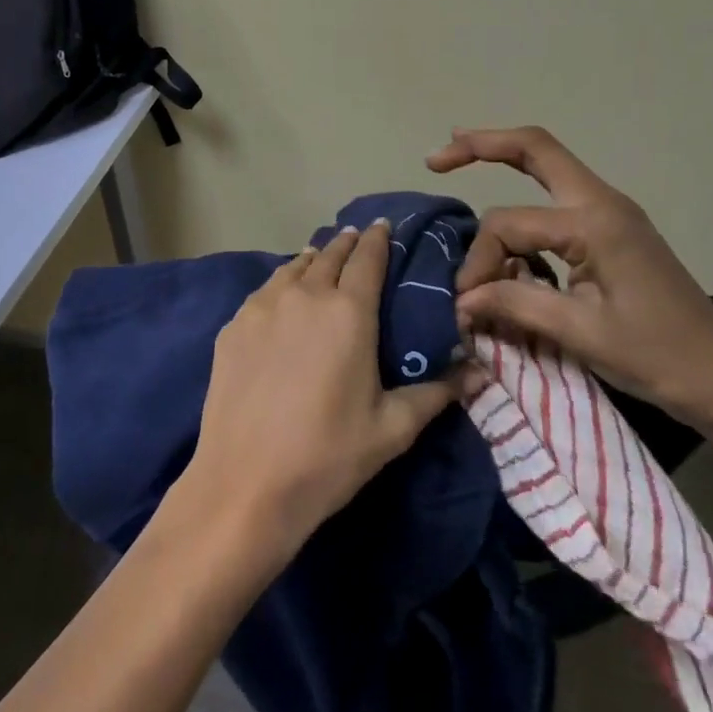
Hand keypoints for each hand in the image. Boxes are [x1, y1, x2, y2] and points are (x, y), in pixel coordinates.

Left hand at [181, 220, 455, 555]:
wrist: (245, 485)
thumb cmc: (328, 456)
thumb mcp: (392, 428)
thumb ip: (436, 393)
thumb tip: (480, 372)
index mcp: (348, 311)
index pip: (367, 259)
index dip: (378, 239)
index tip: (384, 226)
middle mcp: (304, 296)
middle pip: (329, 254)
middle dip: (347, 244)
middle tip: (357, 238)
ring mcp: (262, 308)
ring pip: (292, 267)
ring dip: (312, 259)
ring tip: (321, 257)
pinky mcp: (232, 327)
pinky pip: (264, 291)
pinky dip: (281, 282)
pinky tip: (283, 296)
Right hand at [427, 126, 712, 430]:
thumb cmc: (657, 356)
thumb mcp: (580, 332)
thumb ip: (514, 302)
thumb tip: (461, 298)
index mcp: (595, 222)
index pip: (509, 224)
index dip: (478, 259)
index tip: (467, 302)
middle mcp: (602, 202)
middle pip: (536, 149)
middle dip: (483, 145)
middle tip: (438, 157)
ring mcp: (611, 213)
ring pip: (547, 167)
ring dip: (504, 162)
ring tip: (459, 161)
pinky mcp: (613, 231)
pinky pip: (558, 200)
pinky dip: (525, 198)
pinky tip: (504, 219)